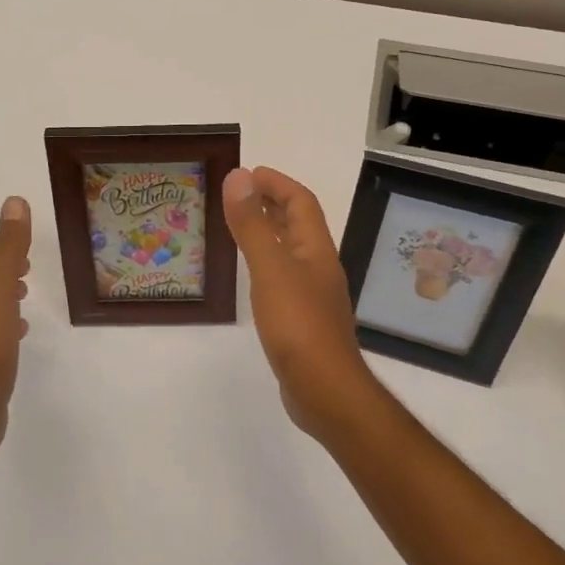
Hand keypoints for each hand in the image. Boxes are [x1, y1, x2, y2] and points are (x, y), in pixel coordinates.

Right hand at [222, 167, 382, 437]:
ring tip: (239, 224)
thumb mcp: (270, 269)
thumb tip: (238, 177)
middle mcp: (318, 266)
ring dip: (269, 230)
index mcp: (315, 249)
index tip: (248, 173)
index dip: (277, 183)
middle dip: (273, 202)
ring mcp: (313, 294)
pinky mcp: (303, 319)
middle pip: (299, 223)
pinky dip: (266, 261)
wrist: (325, 391)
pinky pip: (283, 275)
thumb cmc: (298, 324)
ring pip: (291, 249)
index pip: (301, 202)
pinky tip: (250, 274)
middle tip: (239, 193)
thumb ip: (252, 224)